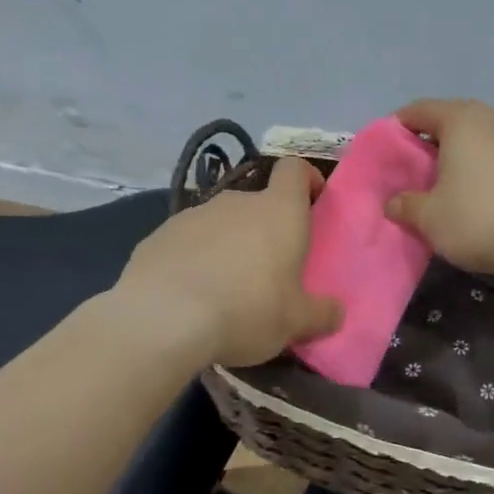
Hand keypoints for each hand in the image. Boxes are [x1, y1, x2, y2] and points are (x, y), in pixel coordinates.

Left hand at [116, 156, 343, 366]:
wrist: (163, 318)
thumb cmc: (247, 310)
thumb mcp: (296, 322)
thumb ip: (321, 314)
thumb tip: (336, 312)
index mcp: (278, 211)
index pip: (294, 170)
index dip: (306, 179)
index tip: (312, 202)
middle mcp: (236, 202)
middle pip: (257, 203)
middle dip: (265, 230)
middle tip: (270, 271)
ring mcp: (192, 215)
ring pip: (220, 225)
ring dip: (228, 246)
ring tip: (226, 290)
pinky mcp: (157, 236)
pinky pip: (187, 243)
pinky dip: (194, 260)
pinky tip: (190, 296)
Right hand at [384, 98, 493, 278]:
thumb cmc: (479, 218)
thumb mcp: (429, 217)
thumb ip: (404, 205)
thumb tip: (393, 203)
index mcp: (461, 119)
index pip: (419, 111)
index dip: (396, 128)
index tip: (384, 151)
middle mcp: (493, 118)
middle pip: (451, 121)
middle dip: (429, 143)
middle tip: (412, 171)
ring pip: (478, 138)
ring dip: (459, 156)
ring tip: (444, 185)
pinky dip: (483, 168)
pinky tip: (477, 195)